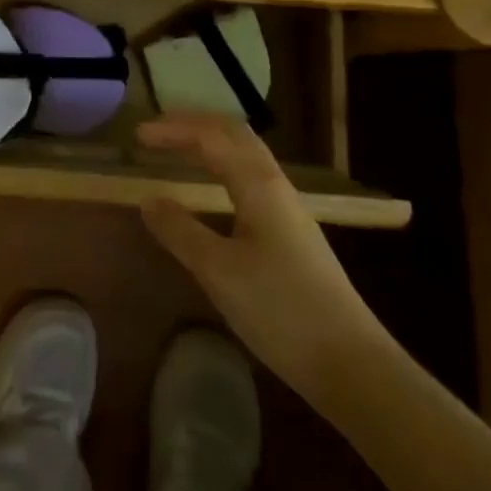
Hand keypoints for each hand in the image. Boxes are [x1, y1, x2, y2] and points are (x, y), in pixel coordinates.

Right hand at [138, 114, 388, 394]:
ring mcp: (289, 209)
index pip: (210, 137)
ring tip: (180, 151)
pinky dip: (225, 166)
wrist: (353, 364)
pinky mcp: (293, 233)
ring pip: (246, 155)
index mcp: (258, 184)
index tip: (137, 135)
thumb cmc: (281, 310)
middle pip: (234, 134)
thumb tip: (148, 199)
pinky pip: (252, 177)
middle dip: (194, 125)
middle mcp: (276, 185)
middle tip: (157, 132)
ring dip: (211, 143)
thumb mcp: (219, 272)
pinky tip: (215, 191)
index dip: (172, 130)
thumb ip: (180, 231)